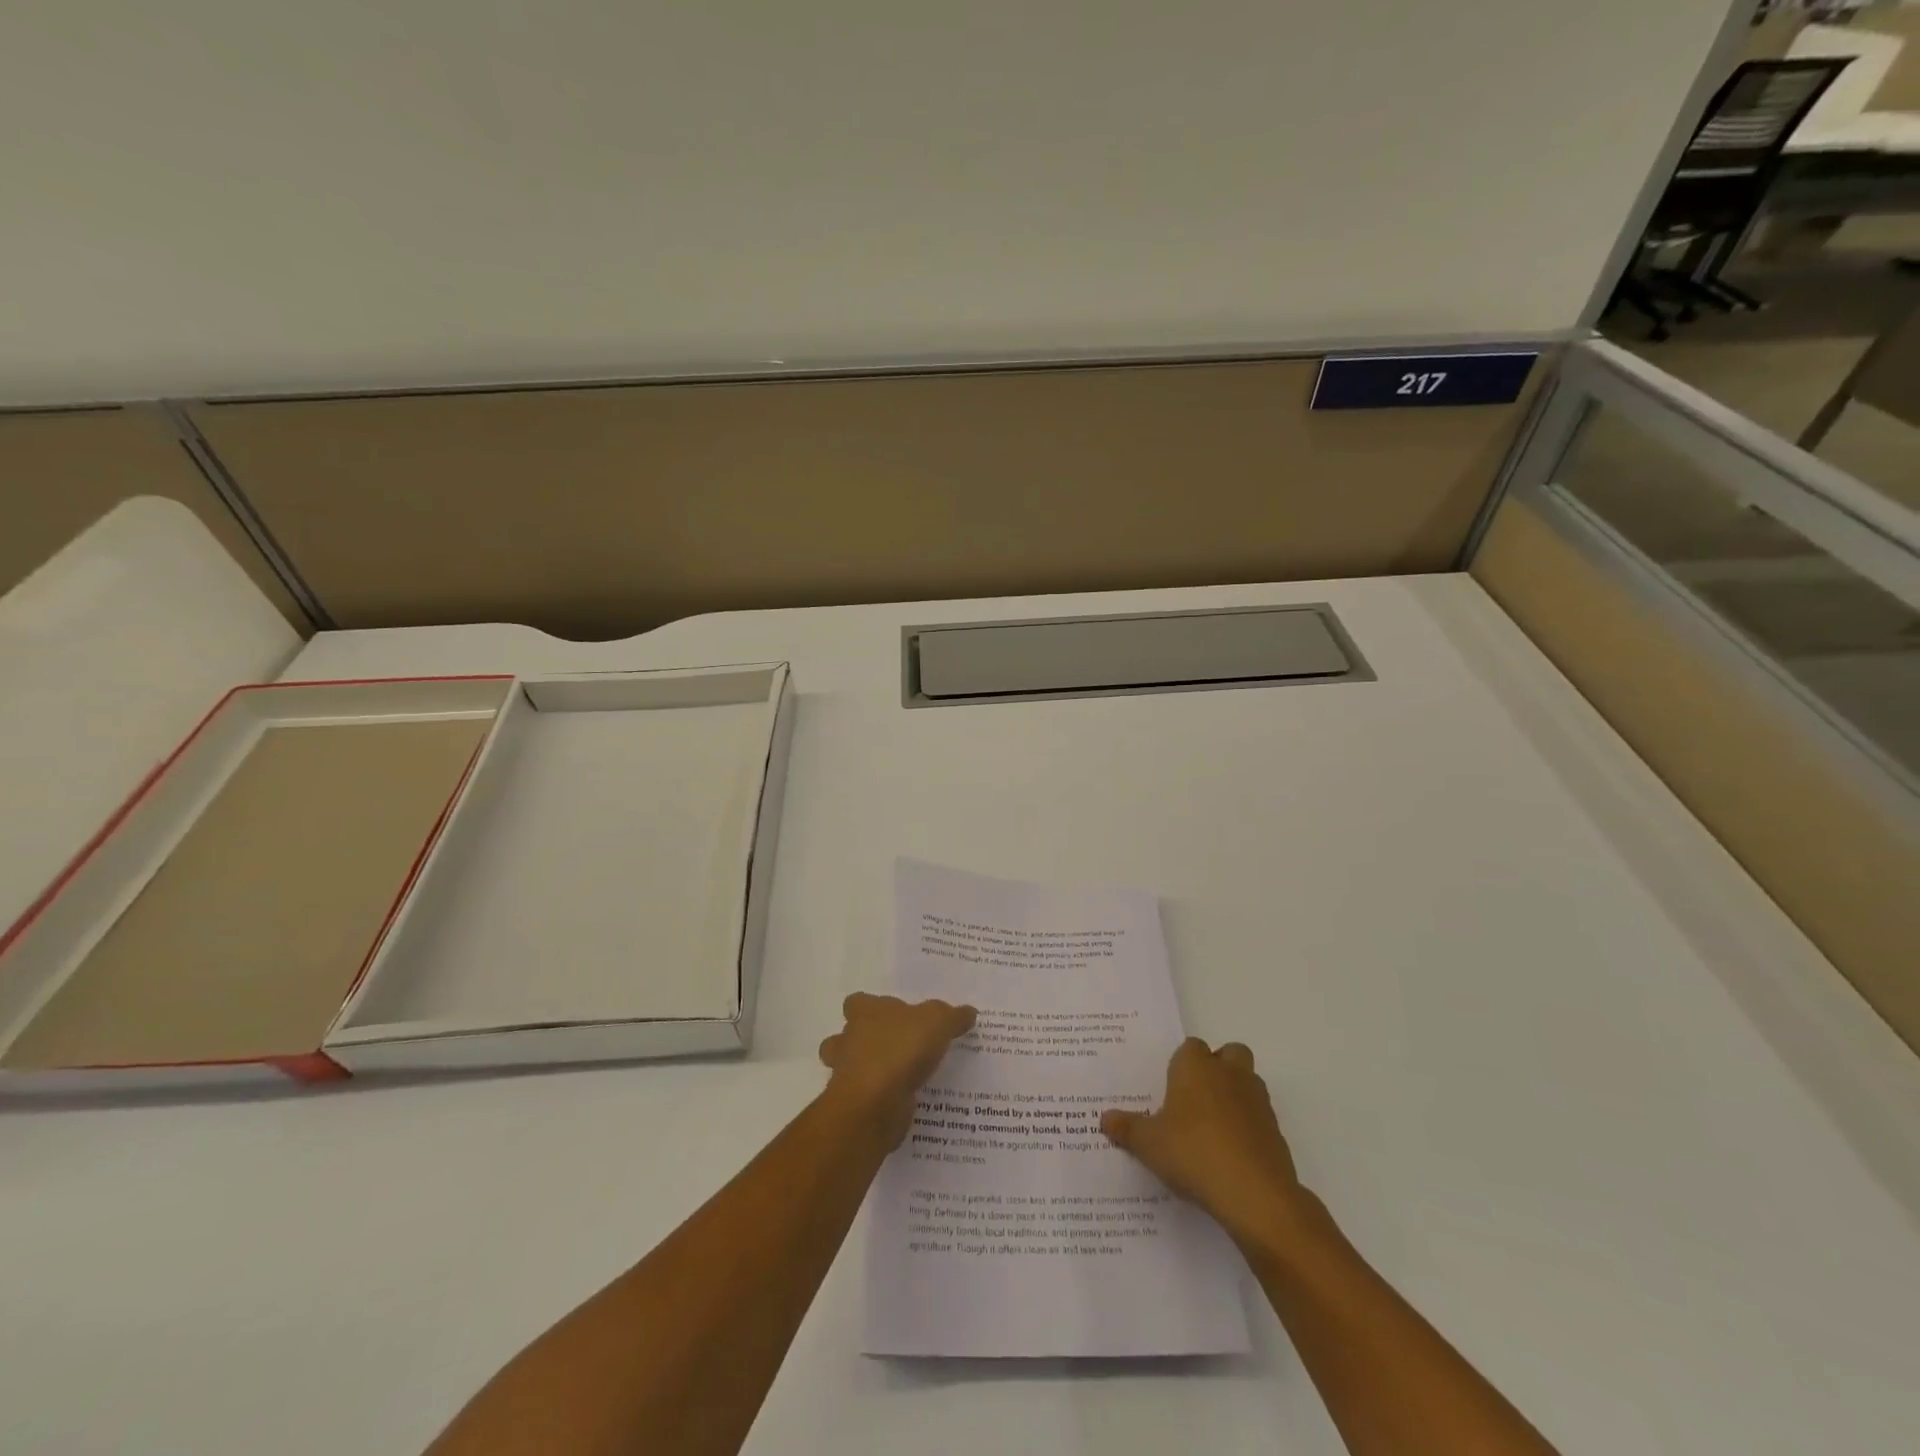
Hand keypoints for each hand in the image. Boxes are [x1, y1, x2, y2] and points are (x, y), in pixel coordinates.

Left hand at [818, 993, 976, 1149]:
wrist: (875, 1104)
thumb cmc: (901, 1049)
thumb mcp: (938, 1022)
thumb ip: (953, 1016)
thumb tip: (968, 1012)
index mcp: (865, 1012)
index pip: (857, 1002)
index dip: (871, 1007)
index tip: (892, 1016)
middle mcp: (849, 1039)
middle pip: (849, 1035)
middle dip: (866, 1040)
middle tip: (897, 1047)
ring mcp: (847, 1073)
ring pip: (850, 1066)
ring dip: (869, 1070)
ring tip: (900, 1075)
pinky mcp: (854, 1104)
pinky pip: (866, 1096)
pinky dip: (880, 1098)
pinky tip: (904, 1100)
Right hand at [1103, 1038, 1309, 1248]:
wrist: (1254, 1194)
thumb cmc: (1192, 1153)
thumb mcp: (1148, 1144)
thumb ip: (1127, 1128)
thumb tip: (1105, 1118)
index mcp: (1196, 1067)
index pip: (1190, 1047)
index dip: (1181, 1064)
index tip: (1170, 1088)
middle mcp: (1229, 1074)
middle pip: (1229, 1053)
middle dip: (1218, 1068)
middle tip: (1196, 1098)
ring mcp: (1257, 1101)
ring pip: (1248, 1083)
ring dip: (1235, 1096)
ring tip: (1212, 1129)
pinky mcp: (1276, 1131)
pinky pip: (1259, 1118)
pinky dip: (1248, 1128)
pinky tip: (1231, 1156)